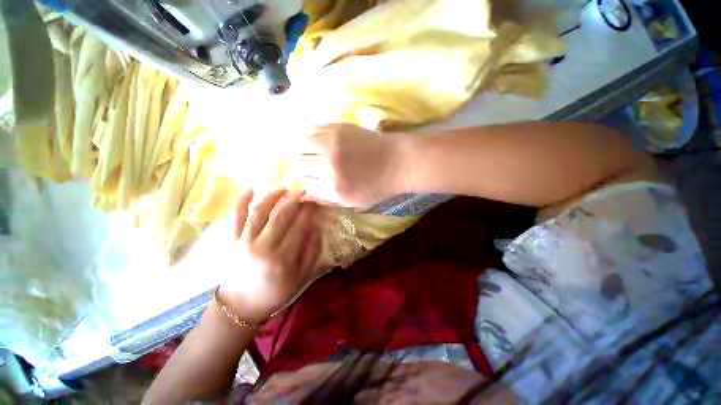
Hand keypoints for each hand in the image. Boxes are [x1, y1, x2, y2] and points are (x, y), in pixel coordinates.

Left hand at [218, 189, 322, 323]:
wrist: (241, 305)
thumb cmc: (275, 292)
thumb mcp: (301, 277)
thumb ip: (311, 252)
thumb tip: (317, 228)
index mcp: (282, 259)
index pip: (299, 227)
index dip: (308, 212)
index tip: (315, 201)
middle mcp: (263, 247)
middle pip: (280, 216)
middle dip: (294, 200)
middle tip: (303, 191)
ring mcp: (244, 242)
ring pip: (259, 212)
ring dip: (272, 196)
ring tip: (283, 187)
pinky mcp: (231, 241)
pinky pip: (234, 218)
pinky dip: (240, 202)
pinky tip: (250, 188)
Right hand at [296, 124, 406, 207]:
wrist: (396, 161)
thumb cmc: (377, 187)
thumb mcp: (353, 202)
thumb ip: (327, 199)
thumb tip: (304, 195)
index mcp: (334, 187)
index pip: (305, 184)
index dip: (307, 182)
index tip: (312, 180)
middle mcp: (328, 165)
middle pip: (299, 163)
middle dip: (302, 167)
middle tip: (309, 166)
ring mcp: (332, 144)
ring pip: (301, 144)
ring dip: (302, 150)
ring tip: (309, 152)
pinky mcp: (337, 128)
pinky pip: (312, 129)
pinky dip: (308, 136)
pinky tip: (314, 140)